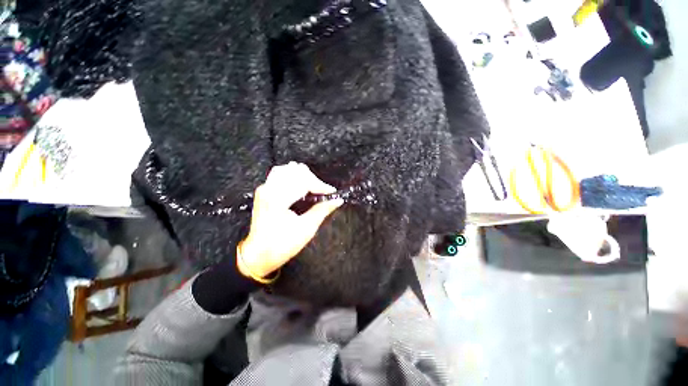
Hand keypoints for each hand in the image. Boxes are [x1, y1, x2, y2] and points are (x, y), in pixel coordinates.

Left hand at [238, 162, 342, 278]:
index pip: (303, 181)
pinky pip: (280, 174)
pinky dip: (293, 177)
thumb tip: (337, 200)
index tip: (332, 192)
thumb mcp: (306, 229)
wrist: (258, 255)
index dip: (320, 185)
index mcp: (278, 199)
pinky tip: (300, 186)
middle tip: (322, 192)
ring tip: (313, 188)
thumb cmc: (282, 245)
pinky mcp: (264, 191)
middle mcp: (269, 189)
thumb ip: (322, 210)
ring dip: (303, 176)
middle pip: (295, 171)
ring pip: (287, 169)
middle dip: (313, 179)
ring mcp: (265, 188)